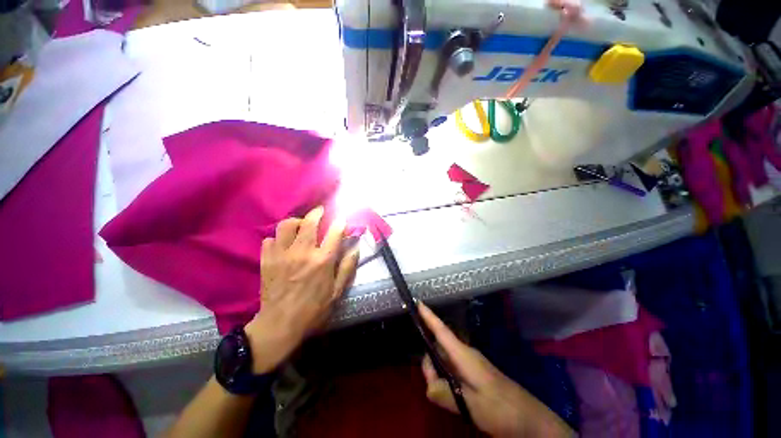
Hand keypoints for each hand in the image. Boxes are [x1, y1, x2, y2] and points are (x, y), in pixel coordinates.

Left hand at [244, 207, 358, 373]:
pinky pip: (269, 240)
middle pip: (309, 222)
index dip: (340, 222)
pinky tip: (283, 244)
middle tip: (320, 211)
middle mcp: (303, 252)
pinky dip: (277, 238)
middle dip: (317, 212)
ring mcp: (282, 255)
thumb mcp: (337, 291)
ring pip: (286, 225)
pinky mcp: (267, 260)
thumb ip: (348, 267)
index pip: (335, 232)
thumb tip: (355, 248)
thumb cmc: (314, 309)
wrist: (280, 324)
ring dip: (296, 222)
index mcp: (323, 260)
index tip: (342, 220)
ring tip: (300, 225)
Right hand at [418, 303, 572, 437]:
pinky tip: (451, 396)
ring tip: (444, 397)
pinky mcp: (473, 373)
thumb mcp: (470, 405)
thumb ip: (444, 392)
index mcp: (464, 355)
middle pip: (438, 349)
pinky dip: (446, 378)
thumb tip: (427, 384)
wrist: (529, 419)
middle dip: (429, 363)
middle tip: (433, 389)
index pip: (442, 331)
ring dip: (438, 374)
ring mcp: (470, 363)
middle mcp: (465, 354)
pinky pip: (452, 369)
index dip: (429, 316)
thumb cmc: (500, 408)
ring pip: (444, 360)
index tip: (418, 303)